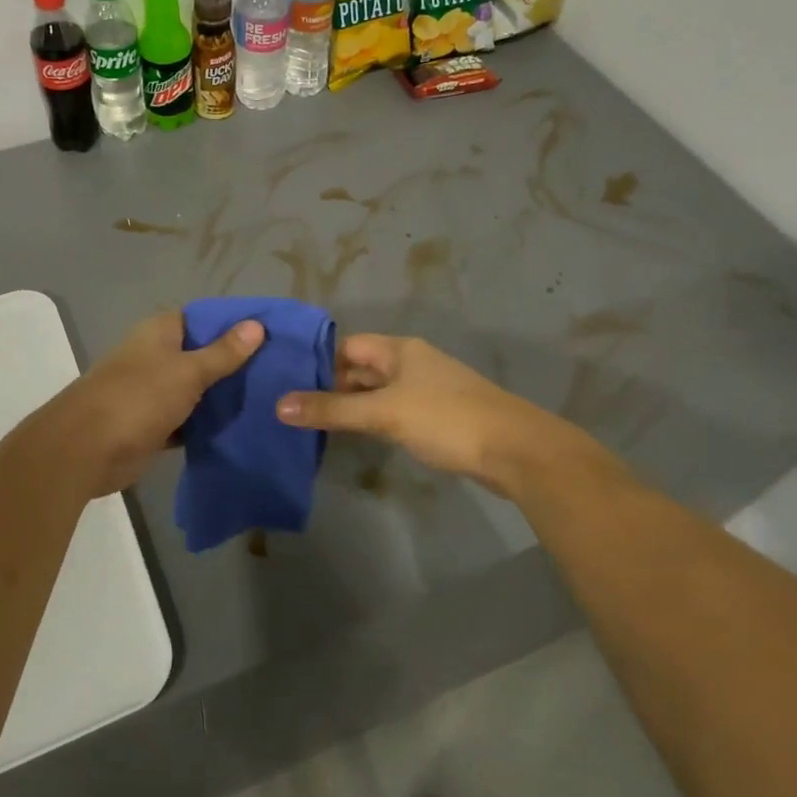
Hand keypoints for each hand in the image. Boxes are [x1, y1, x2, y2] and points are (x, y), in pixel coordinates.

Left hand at [36, 310, 263, 497]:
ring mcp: (152, 391)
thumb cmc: (138, 398)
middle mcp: (154, 356)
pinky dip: (205, 423)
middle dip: (233, 362)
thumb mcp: (188, 371)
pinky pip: (186, 418)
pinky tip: (240, 427)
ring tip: (268, 398)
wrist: (87, 449)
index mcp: (159, 332)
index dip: (232, 324)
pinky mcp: (152, 423)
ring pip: (194, 388)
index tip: (269, 334)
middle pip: (200, 353)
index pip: (201, 318)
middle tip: (278, 370)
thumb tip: (256, 325)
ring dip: (221, 396)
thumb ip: (223, 352)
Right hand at [275, 333, 585, 494]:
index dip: (318, 361)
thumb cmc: (446, 420)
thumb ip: (333, 409)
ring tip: (313, 423)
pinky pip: (393, 411)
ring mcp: (426, 390)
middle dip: (330, 385)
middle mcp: (412, 363)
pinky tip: (355, 436)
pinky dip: (372, 420)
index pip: (348, 346)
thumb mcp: (383, 413)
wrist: (515, 450)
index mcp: (400, 350)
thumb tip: (280, 405)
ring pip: (377, 392)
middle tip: (292, 407)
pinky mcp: (437, 417)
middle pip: (361, 368)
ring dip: (350, 405)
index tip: (286, 380)